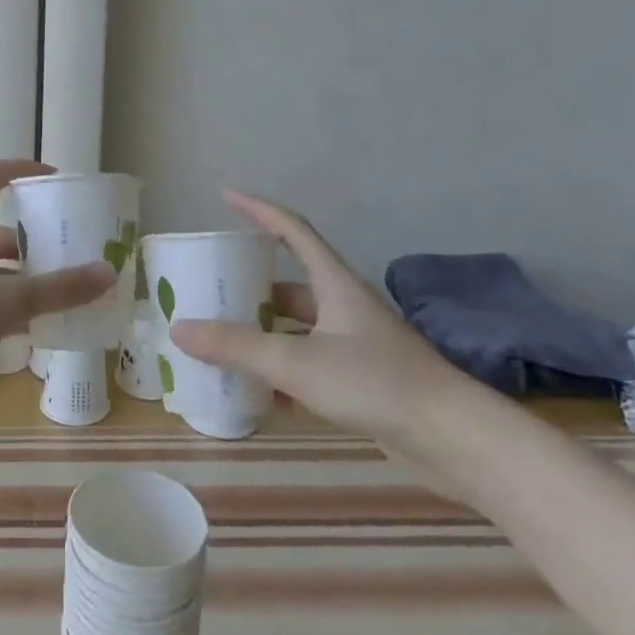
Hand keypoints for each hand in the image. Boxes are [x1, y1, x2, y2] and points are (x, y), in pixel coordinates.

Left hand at [0, 161, 115, 409]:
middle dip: (33, 244)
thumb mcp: (4, 301)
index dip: (21, 169)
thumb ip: (56, 290)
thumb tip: (108, 272)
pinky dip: (2, 314)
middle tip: (70, 259)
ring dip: (20, 284)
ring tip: (59, 301)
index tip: (53, 177)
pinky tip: (25, 335)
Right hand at [169, 191, 472, 443]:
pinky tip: (257, 392)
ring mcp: (354, 343)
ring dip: (263, 332)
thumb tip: (180, 329)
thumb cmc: (376, 383)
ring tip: (222, 340)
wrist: (454, 440)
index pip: (291, 229)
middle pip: (288, 284)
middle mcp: (343, 306)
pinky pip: (308, 363)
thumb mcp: (297, 362)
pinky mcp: (361, 379)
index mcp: (333, 283)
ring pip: (296, 328)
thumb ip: (237, 346)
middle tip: (209, 288)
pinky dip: (281, 371)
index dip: (257, 209)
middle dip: (249, 285)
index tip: (225, 195)